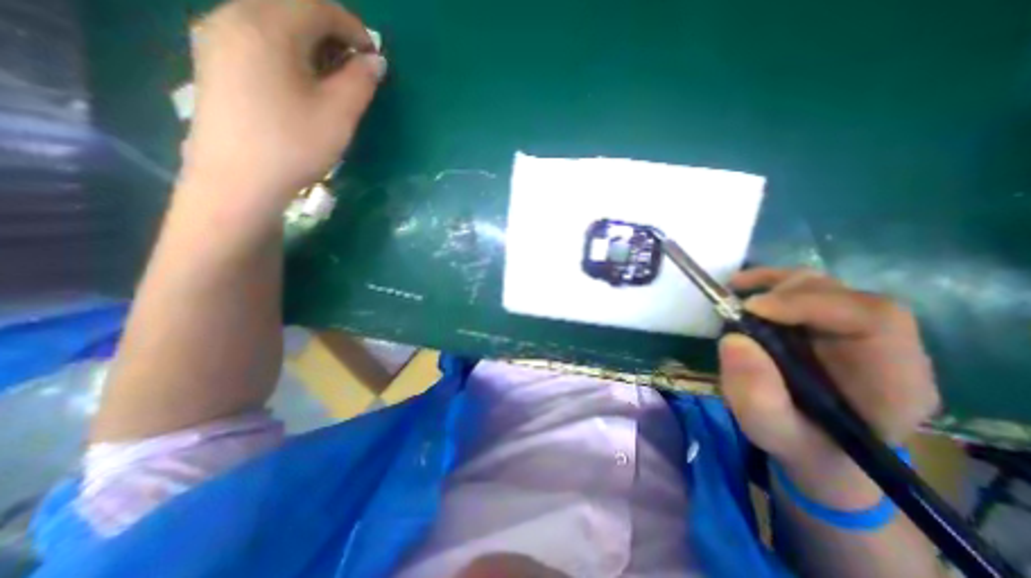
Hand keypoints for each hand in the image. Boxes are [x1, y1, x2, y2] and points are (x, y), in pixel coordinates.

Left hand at [177, 0, 387, 233]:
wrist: (237, 181)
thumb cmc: (294, 145)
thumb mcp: (339, 114)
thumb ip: (361, 81)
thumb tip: (375, 61)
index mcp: (266, 25)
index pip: (317, 6)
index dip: (353, 27)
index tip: (374, 56)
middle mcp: (231, 16)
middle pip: (290, 6)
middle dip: (331, 32)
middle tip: (356, 67)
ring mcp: (215, 37)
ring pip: (272, 20)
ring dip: (310, 41)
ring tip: (332, 76)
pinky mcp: (212, 61)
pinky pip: (255, 37)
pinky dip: (287, 50)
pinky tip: (300, 81)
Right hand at [720, 269, 939, 507]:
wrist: (816, 447)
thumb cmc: (800, 444)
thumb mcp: (773, 431)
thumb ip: (758, 397)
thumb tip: (734, 340)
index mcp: (893, 379)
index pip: (874, 319)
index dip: (811, 304)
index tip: (753, 308)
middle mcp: (882, 346)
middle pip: (845, 296)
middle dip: (787, 293)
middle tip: (741, 306)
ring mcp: (851, 330)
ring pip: (823, 287)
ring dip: (775, 284)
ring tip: (736, 291)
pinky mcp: (823, 323)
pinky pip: (803, 289)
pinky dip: (770, 282)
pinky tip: (742, 285)